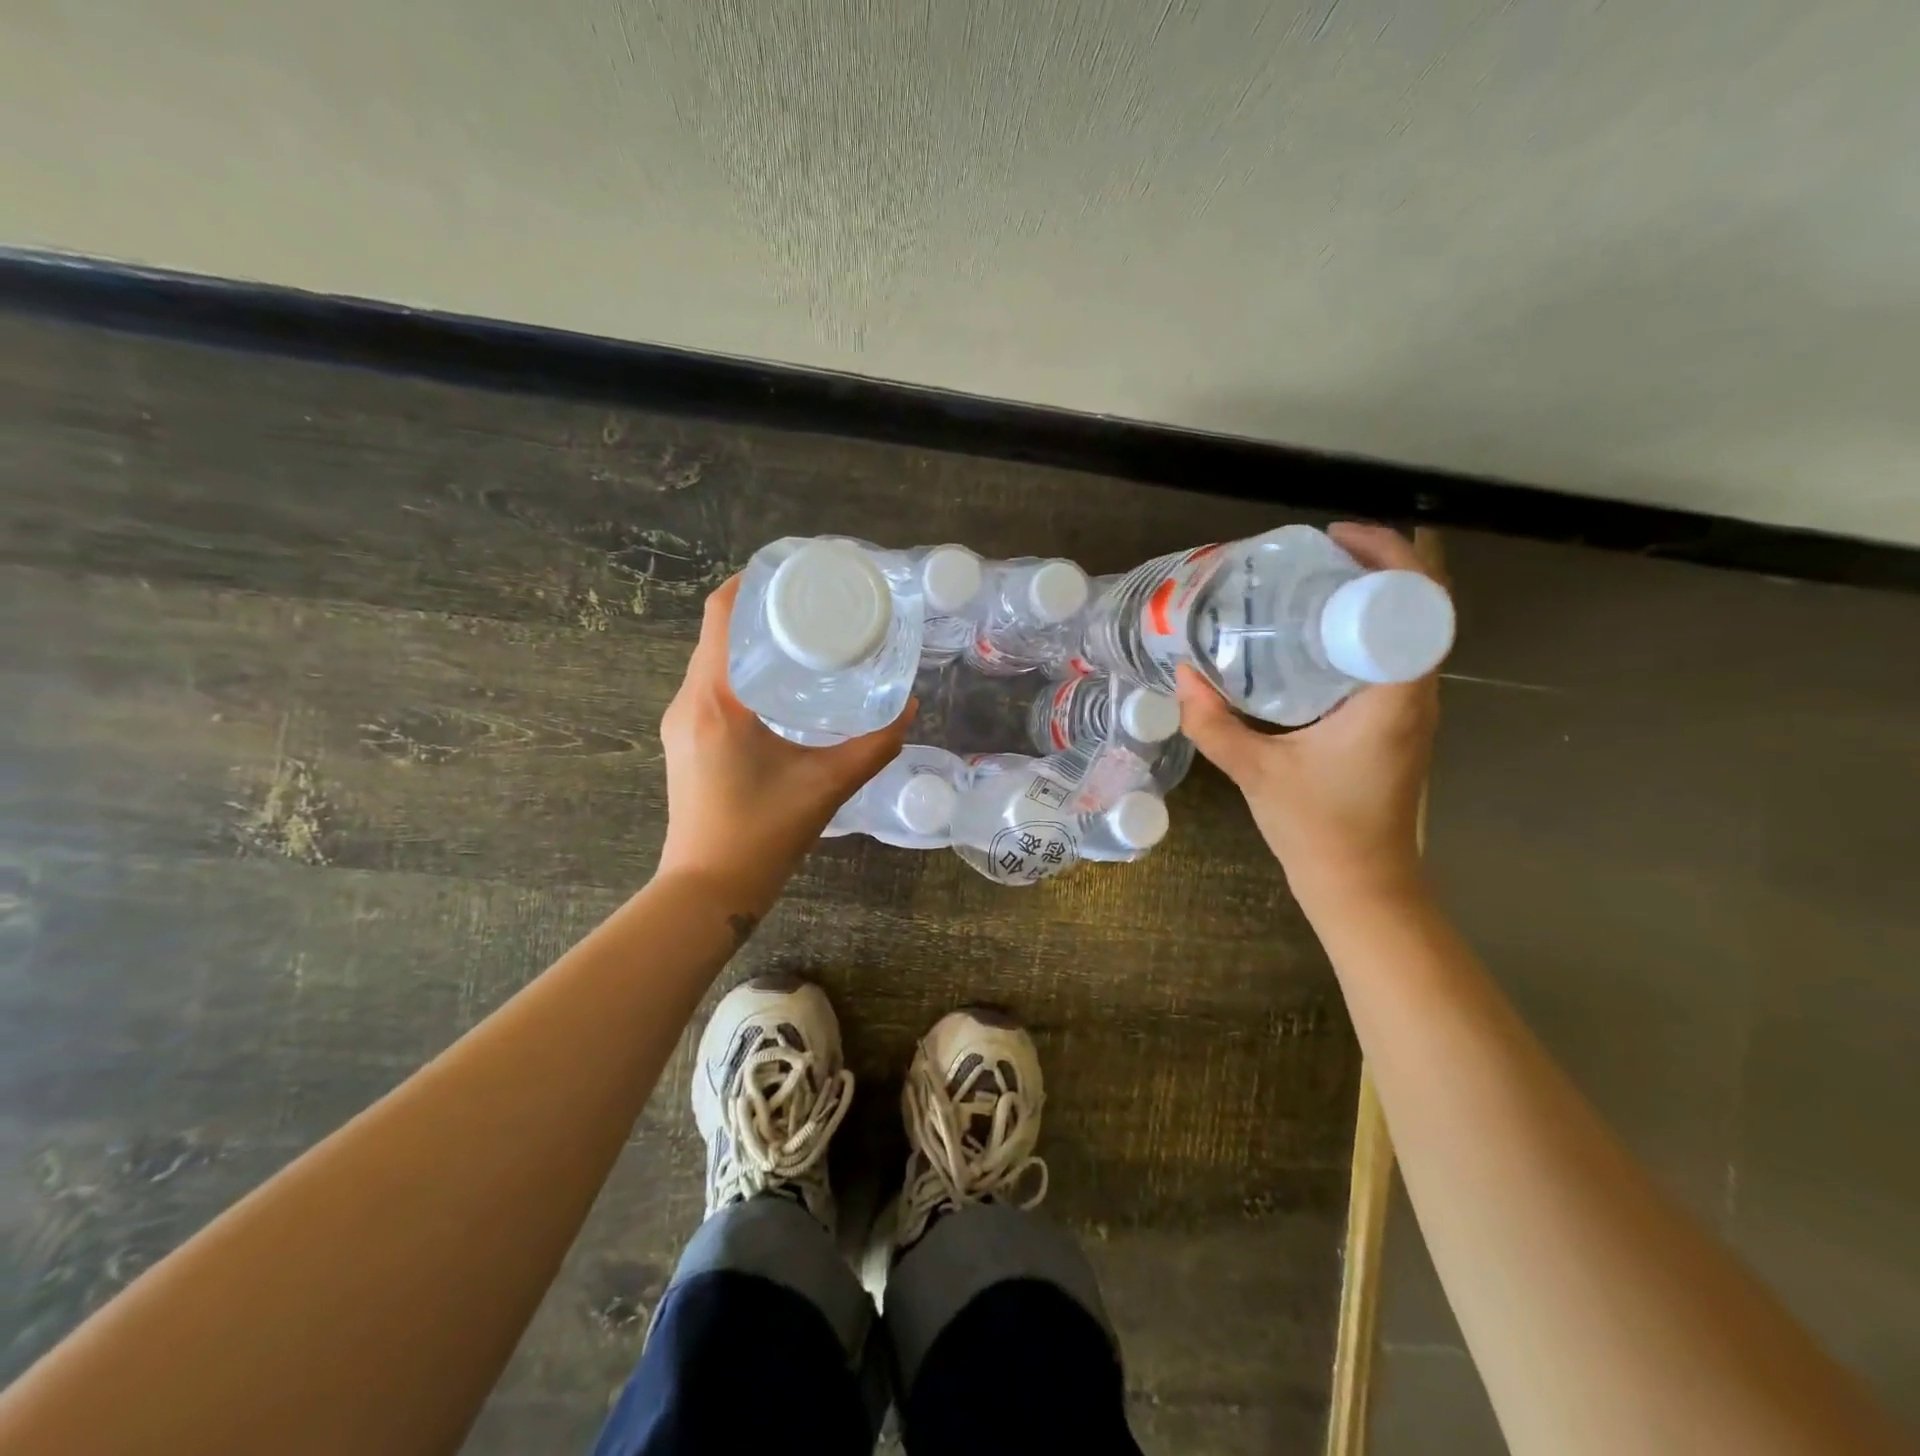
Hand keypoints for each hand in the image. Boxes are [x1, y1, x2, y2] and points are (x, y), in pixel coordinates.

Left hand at [656, 577, 912, 910]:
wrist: (709, 889)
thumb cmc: (762, 833)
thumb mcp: (827, 785)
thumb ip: (873, 745)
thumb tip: (908, 710)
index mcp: (716, 699)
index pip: (721, 615)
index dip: (750, 582)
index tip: (791, 571)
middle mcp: (688, 701)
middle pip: (716, 632)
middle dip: (759, 609)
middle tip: (812, 604)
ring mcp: (681, 722)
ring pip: (711, 659)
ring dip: (749, 641)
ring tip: (800, 637)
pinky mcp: (686, 741)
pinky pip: (710, 686)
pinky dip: (740, 670)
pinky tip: (779, 684)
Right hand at [1174, 523, 1441, 912]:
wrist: (1360, 883)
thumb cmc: (1318, 828)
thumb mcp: (1255, 772)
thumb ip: (1212, 723)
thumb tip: (1182, 675)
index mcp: (1395, 696)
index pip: (1417, 603)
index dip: (1386, 555)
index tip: (1334, 539)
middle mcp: (1416, 694)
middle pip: (1421, 606)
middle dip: (1378, 566)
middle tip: (1317, 553)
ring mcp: (1411, 709)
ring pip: (1409, 631)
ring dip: (1374, 597)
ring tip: (1315, 580)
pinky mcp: (1397, 722)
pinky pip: (1393, 656)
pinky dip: (1364, 631)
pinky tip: (1317, 635)